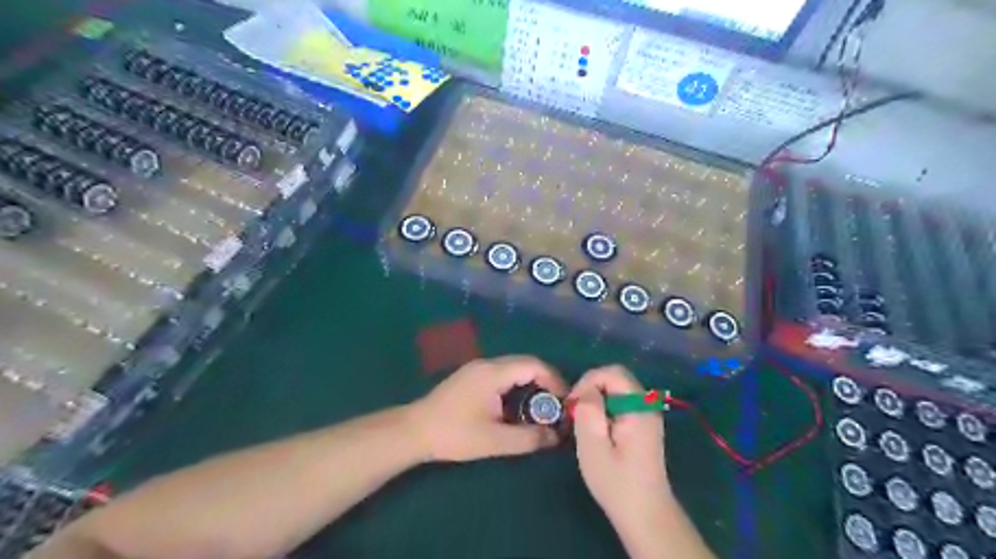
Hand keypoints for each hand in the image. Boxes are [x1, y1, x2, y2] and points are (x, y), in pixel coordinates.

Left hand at [414, 359, 566, 462]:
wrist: (414, 431)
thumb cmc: (454, 434)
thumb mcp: (494, 440)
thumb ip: (528, 438)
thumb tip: (556, 437)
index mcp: (493, 373)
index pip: (533, 365)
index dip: (554, 379)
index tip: (565, 400)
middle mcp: (487, 364)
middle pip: (525, 364)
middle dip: (545, 382)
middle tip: (556, 406)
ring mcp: (476, 369)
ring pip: (513, 369)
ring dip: (530, 384)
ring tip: (540, 409)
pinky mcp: (470, 377)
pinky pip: (501, 375)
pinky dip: (516, 386)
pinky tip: (516, 407)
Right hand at [569, 368, 667, 527]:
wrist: (645, 514)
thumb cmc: (616, 483)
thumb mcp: (593, 447)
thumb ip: (588, 412)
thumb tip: (587, 390)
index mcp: (638, 408)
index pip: (612, 372)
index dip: (588, 381)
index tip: (573, 405)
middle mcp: (647, 405)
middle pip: (616, 377)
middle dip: (591, 387)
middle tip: (575, 411)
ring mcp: (647, 414)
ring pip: (618, 388)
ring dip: (597, 397)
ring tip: (583, 421)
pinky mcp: (643, 424)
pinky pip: (622, 401)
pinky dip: (605, 406)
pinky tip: (596, 428)